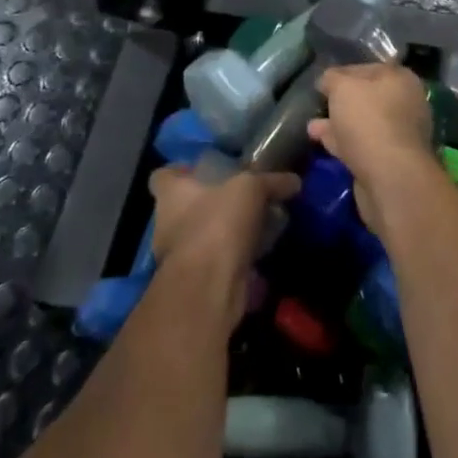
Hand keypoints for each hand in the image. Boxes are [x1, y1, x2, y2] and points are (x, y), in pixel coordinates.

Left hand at [149, 160, 298, 327]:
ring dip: (224, 233)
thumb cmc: (218, 223)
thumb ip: (271, 182)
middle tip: (241, 197)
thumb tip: (294, 181)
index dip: (181, 171)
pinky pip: (217, 262)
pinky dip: (235, 258)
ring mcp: (179, 257)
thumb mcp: (251, 188)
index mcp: (171, 195)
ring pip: (202, 236)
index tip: (204, 170)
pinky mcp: (196, 282)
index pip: (163, 176)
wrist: (209, 287)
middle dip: (210, 204)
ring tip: (256, 224)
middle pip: (185, 207)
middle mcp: (167, 224)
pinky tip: (260, 252)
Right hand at [309, 63, 439, 237]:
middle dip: (341, 102)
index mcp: (401, 78)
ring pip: (363, 123)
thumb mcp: (343, 87)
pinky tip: (321, 142)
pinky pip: (361, 145)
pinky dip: (342, 142)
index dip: (343, 73)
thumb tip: (327, 80)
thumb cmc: (368, 119)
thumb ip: (332, 78)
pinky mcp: (390, 161)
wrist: (390, 176)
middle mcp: (405, 103)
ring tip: (312, 127)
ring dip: (338, 124)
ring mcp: (399, 134)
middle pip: (368, 97)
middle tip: (318, 105)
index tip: (322, 83)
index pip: (367, 68)